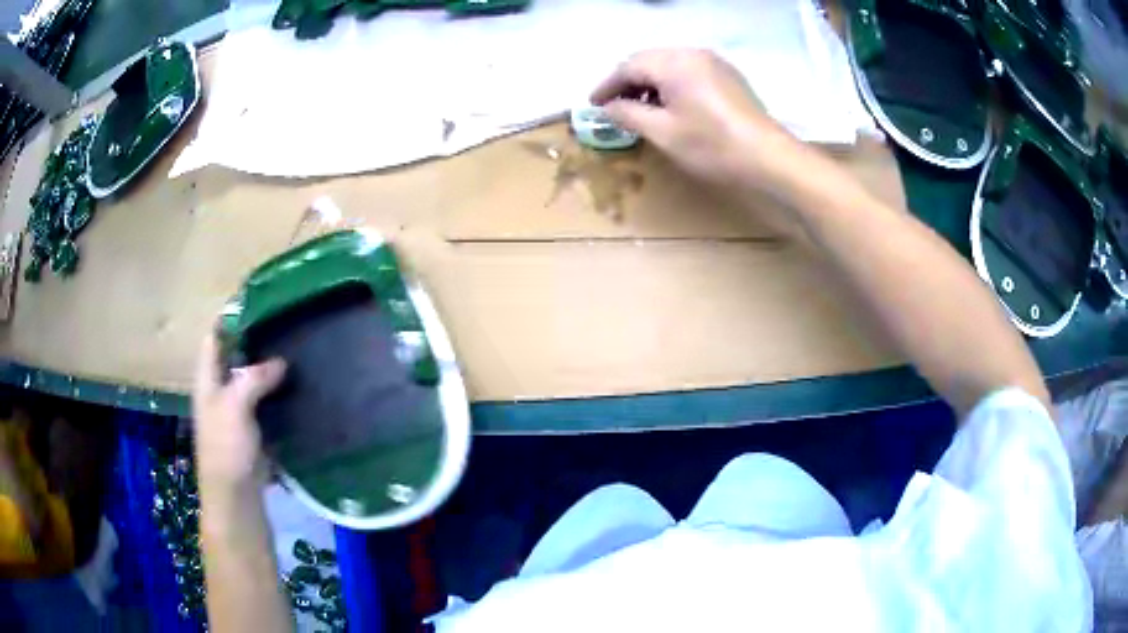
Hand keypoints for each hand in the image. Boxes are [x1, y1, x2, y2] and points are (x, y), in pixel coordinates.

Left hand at [192, 333, 285, 492]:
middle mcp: (221, 390)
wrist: (236, 495)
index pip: (214, 338)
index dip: (229, 318)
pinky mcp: (255, 427)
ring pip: (253, 378)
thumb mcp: (234, 406)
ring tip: (295, 347)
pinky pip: (266, 400)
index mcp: (208, 380)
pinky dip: (278, 391)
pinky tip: (298, 384)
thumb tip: (280, 362)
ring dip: (269, 365)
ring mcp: (238, 410)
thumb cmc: (226, 447)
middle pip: (235, 355)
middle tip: (283, 322)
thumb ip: (254, 378)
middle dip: (254, 339)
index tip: (255, 302)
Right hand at [591, 49, 807, 200]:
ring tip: (640, 108)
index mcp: (672, 62)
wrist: (768, 156)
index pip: (628, 66)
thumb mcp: (662, 132)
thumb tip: (608, 108)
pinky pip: (689, 71)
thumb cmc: (711, 145)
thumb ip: (628, 114)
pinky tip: (670, 105)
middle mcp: (691, 53)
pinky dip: (672, 83)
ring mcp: (713, 62)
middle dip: (628, 82)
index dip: (607, 85)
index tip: (593, 104)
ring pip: (669, 64)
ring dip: (650, 82)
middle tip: (614, 105)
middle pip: (648, 60)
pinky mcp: (727, 75)